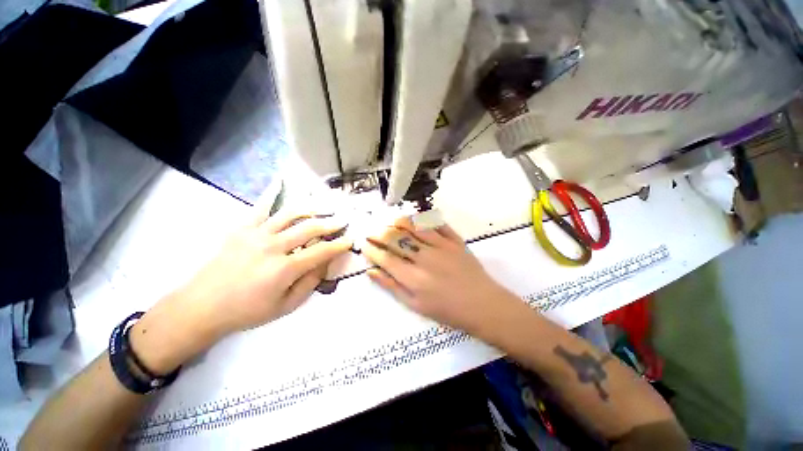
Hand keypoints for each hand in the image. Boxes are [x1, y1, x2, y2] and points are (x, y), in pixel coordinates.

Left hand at [174, 208, 352, 336]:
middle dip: (331, 223)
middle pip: (310, 228)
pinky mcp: (242, 229)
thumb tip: (325, 263)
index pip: (321, 251)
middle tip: (343, 220)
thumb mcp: (286, 306)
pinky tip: (281, 181)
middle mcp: (273, 247)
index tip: (351, 239)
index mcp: (284, 269)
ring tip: (324, 208)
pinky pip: (261, 208)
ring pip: (290, 214)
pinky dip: (272, 194)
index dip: (339, 244)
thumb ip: (310, 283)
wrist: (202, 306)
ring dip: (311, 209)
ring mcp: (256, 234)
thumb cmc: (248, 311)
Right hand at [363, 217, 517, 333]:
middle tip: (373, 232)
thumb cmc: (447, 310)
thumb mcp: (415, 305)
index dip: (372, 249)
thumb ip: (392, 286)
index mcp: (413, 278)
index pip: (385, 257)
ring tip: (391, 222)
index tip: (365, 244)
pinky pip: (437, 224)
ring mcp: (441, 246)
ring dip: (399, 222)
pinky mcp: (455, 241)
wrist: (482, 305)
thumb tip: (371, 271)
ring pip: (414, 226)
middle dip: (380, 233)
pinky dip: (424, 219)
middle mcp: (425, 258)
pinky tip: (416, 219)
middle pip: (397, 239)